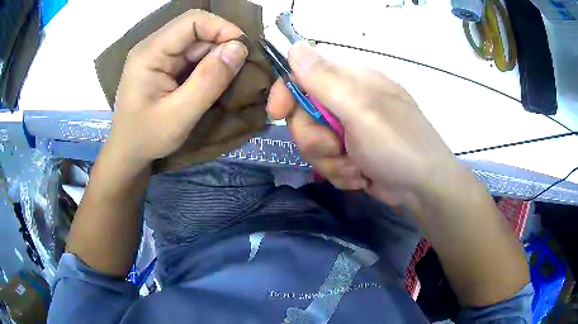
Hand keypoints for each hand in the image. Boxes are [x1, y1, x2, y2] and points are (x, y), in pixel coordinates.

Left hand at [108, 10, 248, 168]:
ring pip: (198, 44)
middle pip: (196, 31)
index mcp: (150, 53)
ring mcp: (159, 56)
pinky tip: (215, 82)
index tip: (243, 50)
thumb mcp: (179, 115)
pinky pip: (193, 57)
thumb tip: (240, 48)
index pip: (192, 21)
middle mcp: (154, 47)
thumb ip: (209, 80)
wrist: (128, 153)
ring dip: (217, 58)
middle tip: (240, 70)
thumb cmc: (147, 138)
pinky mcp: (165, 66)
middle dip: (222, 46)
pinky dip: (209, 67)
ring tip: (230, 80)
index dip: (222, 28)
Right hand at [268, 42, 462, 207]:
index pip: (303, 74)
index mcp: (350, 81)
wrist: (423, 187)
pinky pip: (325, 162)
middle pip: (302, 115)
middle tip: (336, 148)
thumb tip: (294, 46)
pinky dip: (340, 173)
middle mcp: (346, 101)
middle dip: (314, 139)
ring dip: (330, 162)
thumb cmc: (399, 144)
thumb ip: (326, 80)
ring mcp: (347, 129)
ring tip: (356, 168)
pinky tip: (361, 176)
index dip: (286, 91)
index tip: (277, 113)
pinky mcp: (348, 153)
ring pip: (312, 143)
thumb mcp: (362, 109)